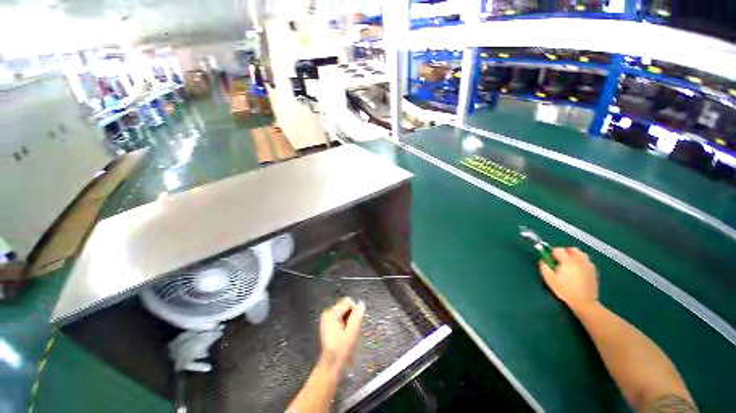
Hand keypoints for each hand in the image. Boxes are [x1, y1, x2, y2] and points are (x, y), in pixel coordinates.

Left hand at [319, 298, 364, 369]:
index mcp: (332, 313)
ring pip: (344, 312)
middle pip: (346, 306)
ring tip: (348, 333)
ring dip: (349, 320)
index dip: (355, 311)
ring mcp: (327, 318)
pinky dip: (345, 323)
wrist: (331, 365)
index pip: (348, 302)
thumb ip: (357, 316)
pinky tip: (344, 334)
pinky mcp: (328, 324)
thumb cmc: (341, 349)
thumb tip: (361, 304)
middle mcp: (328, 313)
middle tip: (352, 330)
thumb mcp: (352, 331)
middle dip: (351, 316)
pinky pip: (340, 317)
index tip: (355, 324)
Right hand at [539, 247, 598, 311]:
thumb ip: (544, 266)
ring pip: (580, 253)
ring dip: (573, 256)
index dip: (551, 253)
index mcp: (567, 260)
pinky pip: (585, 260)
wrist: (584, 301)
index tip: (550, 260)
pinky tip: (577, 270)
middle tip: (559, 261)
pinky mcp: (593, 270)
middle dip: (564, 252)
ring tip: (569, 265)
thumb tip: (543, 260)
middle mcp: (579, 259)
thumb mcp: (549, 279)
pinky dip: (580, 262)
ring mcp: (588, 264)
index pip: (558, 249)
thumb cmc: (565, 290)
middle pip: (571, 249)